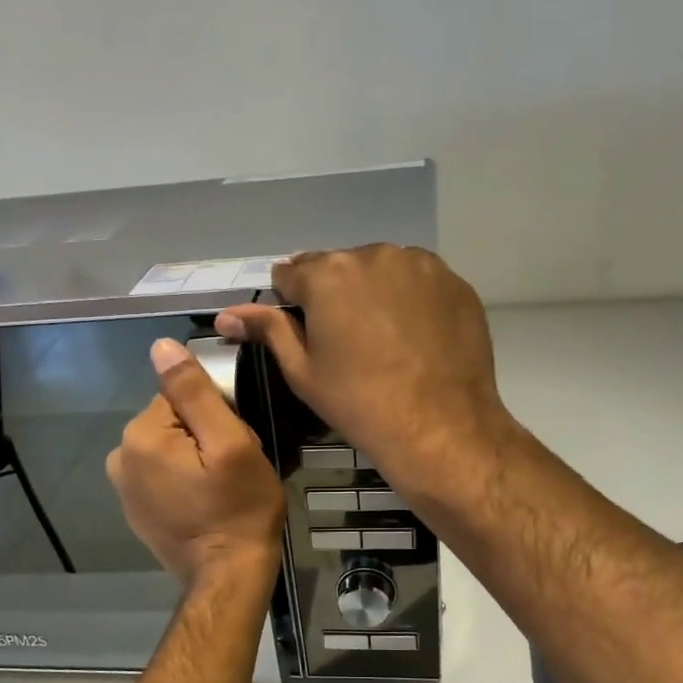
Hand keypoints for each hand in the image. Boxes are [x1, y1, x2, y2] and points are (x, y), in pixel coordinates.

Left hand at [107, 338, 285, 587]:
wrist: (227, 577)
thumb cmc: (238, 509)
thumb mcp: (230, 444)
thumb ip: (194, 392)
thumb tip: (160, 346)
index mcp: (141, 435)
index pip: (181, 396)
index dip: (216, 415)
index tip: (234, 445)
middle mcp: (120, 457)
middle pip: (173, 422)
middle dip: (204, 437)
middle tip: (232, 470)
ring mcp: (123, 488)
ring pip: (168, 449)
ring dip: (194, 460)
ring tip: (221, 489)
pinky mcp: (134, 511)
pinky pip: (162, 477)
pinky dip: (183, 482)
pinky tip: (204, 504)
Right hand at [215, 245, 510, 495]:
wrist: (440, 428)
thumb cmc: (359, 404)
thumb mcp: (303, 372)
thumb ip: (267, 331)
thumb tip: (226, 315)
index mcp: (328, 273)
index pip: (291, 273)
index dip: (291, 304)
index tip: (305, 334)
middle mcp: (374, 254)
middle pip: (339, 268)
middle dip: (335, 296)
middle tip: (346, 345)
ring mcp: (421, 265)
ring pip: (381, 272)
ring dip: (374, 295)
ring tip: (384, 343)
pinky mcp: (455, 283)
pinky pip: (420, 284)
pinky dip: (412, 303)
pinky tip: (416, 341)